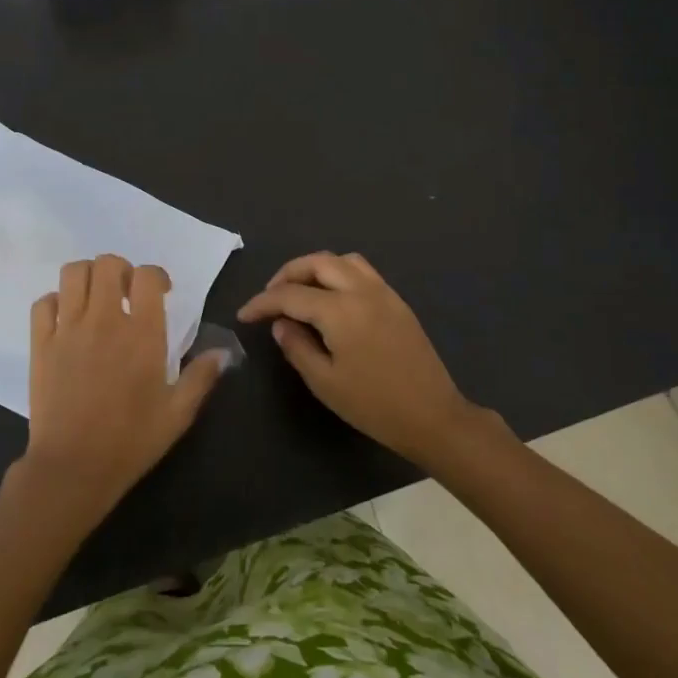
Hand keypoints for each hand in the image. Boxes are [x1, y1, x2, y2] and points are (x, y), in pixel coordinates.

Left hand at [20, 254, 227, 521]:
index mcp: (142, 332)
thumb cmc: (131, 441)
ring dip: (88, 277)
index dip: (156, 276)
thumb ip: (201, 377)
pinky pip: (43, 302)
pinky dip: (55, 301)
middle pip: (108, 264)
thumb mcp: (178, 414)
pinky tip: (66, 319)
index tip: (161, 292)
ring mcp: (68, 329)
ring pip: (73, 273)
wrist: (74, 467)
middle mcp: (104, 320)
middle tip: (126, 293)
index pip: (148, 276)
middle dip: (121, 270)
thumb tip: (223, 352)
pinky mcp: (41, 343)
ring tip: (96, 298)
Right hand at [238, 251, 482, 466]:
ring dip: (314, 268)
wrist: (433, 417)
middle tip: (269, 297)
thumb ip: (297, 346)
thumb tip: (281, 323)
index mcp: (339, 310)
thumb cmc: (373, 405)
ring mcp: (383, 292)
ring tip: (299, 291)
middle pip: (316, 263)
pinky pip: (362, 271)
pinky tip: (330, 298)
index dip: (262, 303)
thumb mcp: (324, 382)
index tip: (244, 316)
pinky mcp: (397, 301)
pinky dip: (338, 273)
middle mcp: (361, 290)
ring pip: (341, 261)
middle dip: (286, 274)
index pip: (289, 295)